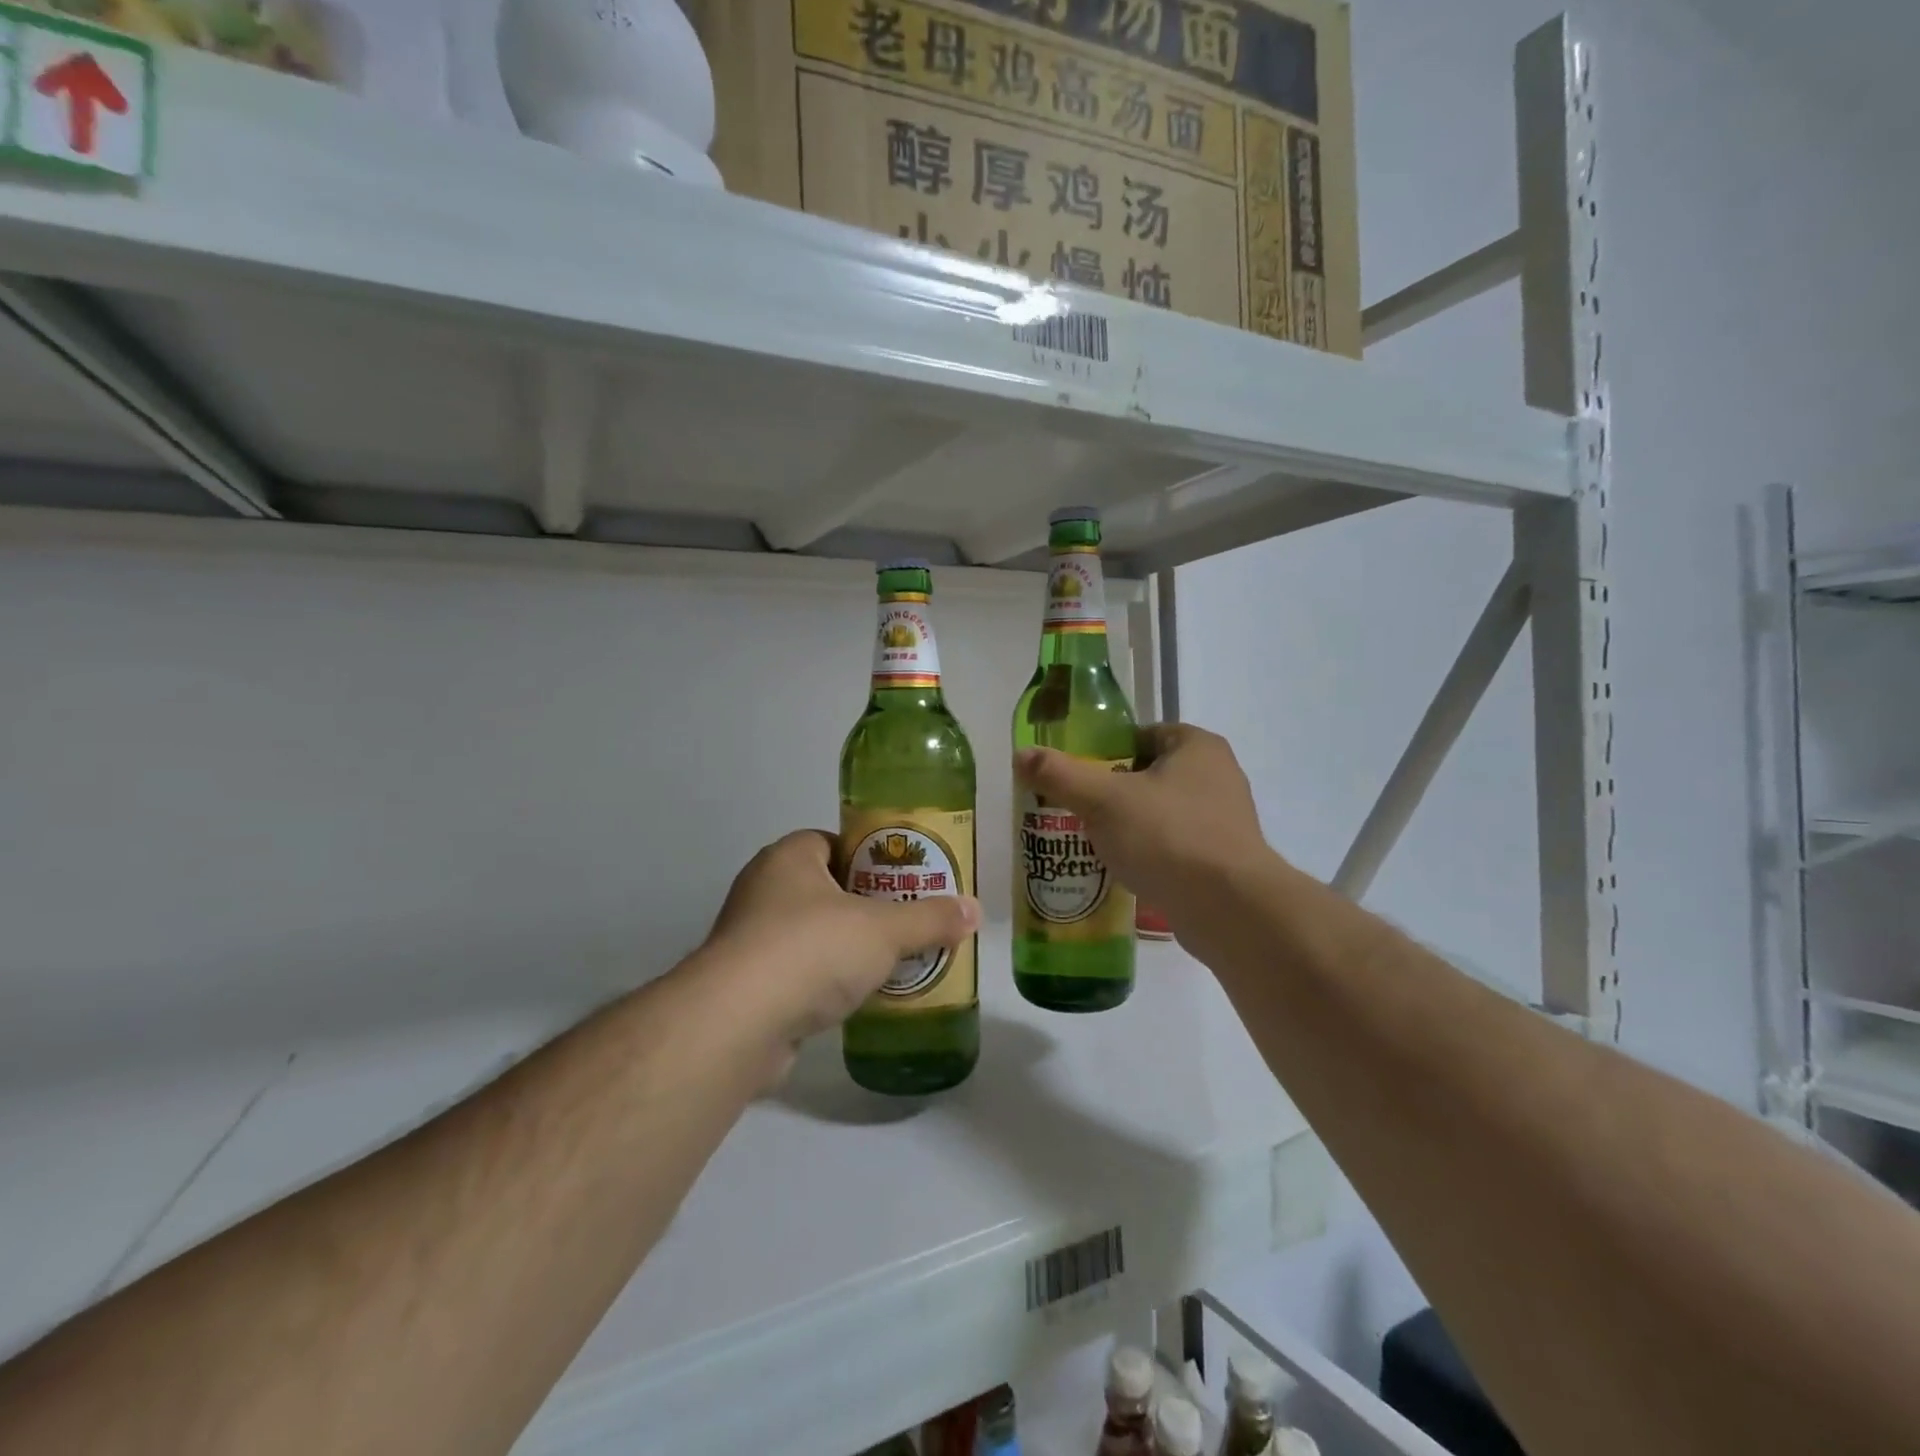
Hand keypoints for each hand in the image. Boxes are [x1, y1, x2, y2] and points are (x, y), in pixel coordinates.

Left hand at [699, 830, 979, 1056]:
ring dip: (847, 946)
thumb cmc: (811, 950)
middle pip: (827, 888)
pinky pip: (799, 973)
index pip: (833, 841)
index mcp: (789, 858)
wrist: (737, 1025)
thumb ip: (930, 918)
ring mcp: (751, 939)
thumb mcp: (883, 929)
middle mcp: (763, 890)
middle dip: (866, 905)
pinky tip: (859, 997)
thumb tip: (975, 910)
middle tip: (908, 919)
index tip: (902, 878)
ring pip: (813, 933)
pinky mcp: (748, 986)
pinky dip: (827, 982)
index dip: (870, 856)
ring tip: (893, 959)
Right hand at [1015, 725, 1274, 934]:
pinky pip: (1176, 846)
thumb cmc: (1167, 836)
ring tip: (1095, 842)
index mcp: (1198, 747)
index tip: (1080, 775)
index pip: (1144, 734)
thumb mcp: (1103, 800)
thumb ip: (1061, 775)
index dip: (1108, 750)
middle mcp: (1219, 776)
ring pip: (1163, 813)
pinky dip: (1152, 854)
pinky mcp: (1224, 861)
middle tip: (1079, 810)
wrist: (1229, 908)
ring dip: (1132, 825)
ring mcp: (1225, 821)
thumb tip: (1020, 755)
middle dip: (1115, 791)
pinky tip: (1126, 870)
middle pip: (1151, 774)